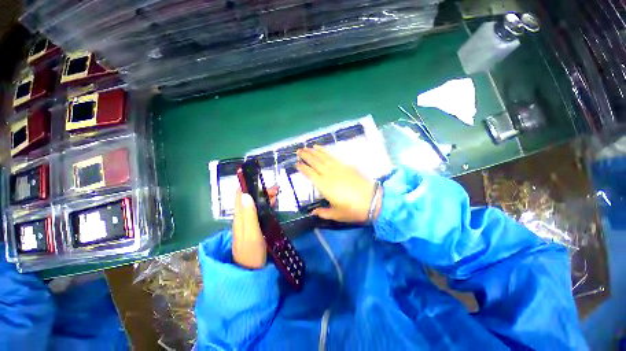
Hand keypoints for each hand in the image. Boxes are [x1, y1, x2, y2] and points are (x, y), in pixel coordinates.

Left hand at [232, 186, 277, 268]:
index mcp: (240, 216)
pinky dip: (266, 205)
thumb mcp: (252, 233)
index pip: (239, 195)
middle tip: (276, 188)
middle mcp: (242, 217)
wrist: (250, 272)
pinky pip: (259, 211)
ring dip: (264, 197)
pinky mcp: (254, 227)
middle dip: (261, 191)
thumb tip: (245, 194)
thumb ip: (249, 215)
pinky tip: (273, 204)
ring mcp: (248, 222)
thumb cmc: (251, 253)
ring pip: (255, 204)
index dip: (247, 185)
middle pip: (249, 198)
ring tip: (277, 193)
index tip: (259, 178)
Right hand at [297, 146, 380, 222]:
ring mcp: (338, 168)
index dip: (302, 168)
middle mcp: (329, 174)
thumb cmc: (354, 209)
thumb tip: (312, 212)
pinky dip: (325, 151)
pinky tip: (321, 148)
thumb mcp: (337, 214)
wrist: (374, 200)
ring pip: (323, 157)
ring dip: (314, 151)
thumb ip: (323, 213)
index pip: (310, 174)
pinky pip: (333, 156)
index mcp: (324, 185)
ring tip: (306, 147)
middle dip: (305, 155)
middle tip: (298, 151)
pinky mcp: (347, 165)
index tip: (296, 163)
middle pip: (315, 162)